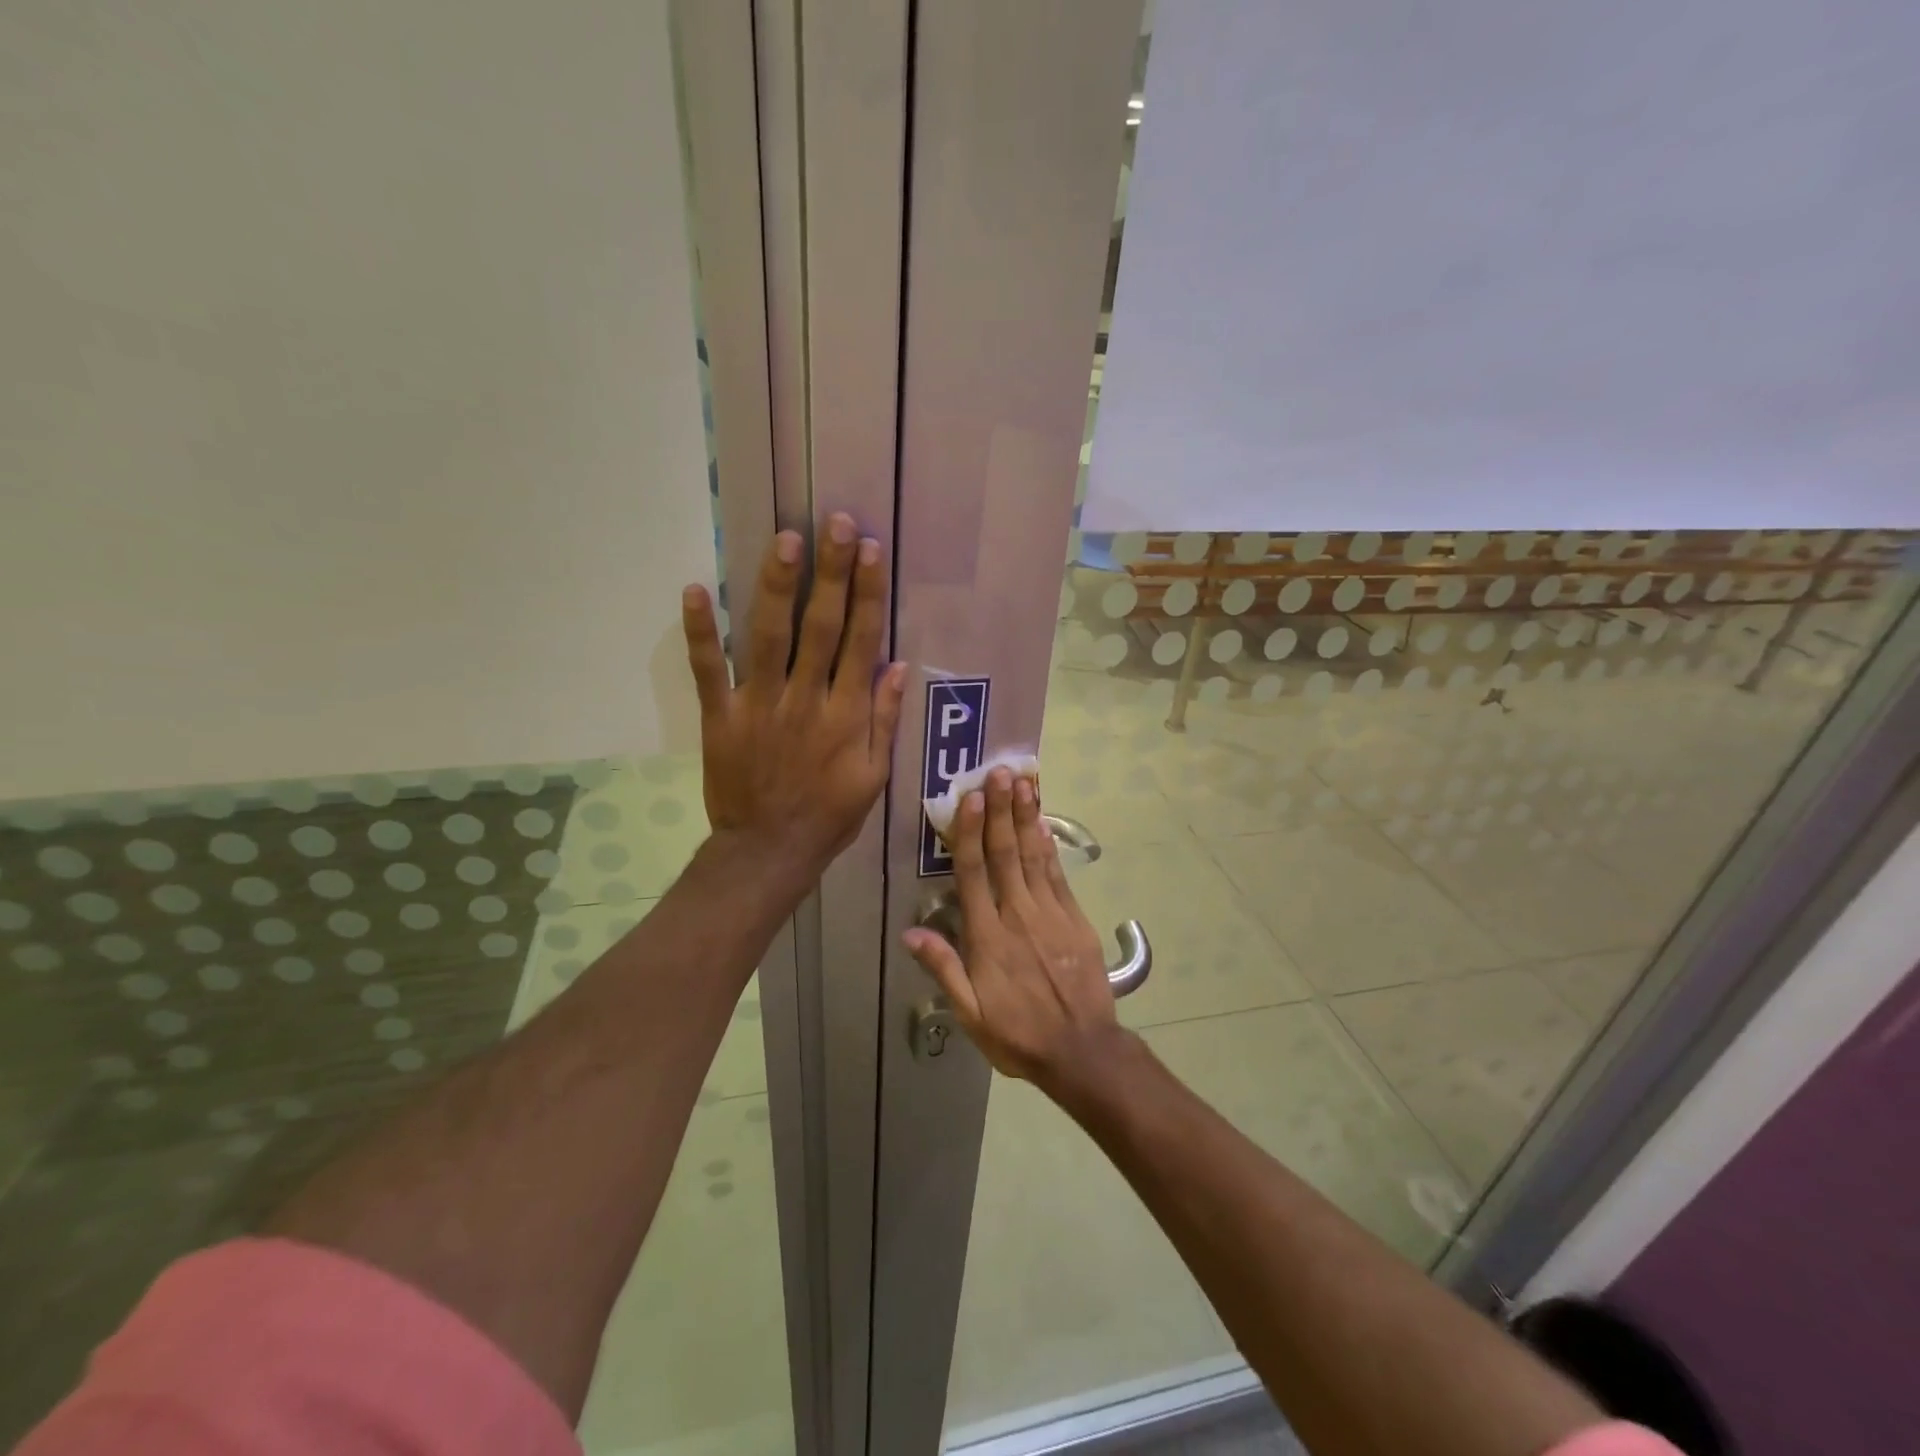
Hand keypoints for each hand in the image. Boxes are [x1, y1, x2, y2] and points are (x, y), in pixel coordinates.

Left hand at [682, 512, 906, 876]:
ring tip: (787, 540)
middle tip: (837, 523)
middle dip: (831, 573)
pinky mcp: (720, 718)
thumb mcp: (874, 776)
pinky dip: (700, 632)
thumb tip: (898, 666)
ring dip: (778, 587)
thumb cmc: (829, 815)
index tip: (871, 551)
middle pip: (820, 627)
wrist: (769, 852)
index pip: (860, 641)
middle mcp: (805, 700)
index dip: (866, 594)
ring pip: (769, 637)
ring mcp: (759, 706)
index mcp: (845, 714)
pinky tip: (695, 590)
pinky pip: (708, 671)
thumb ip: (883, 719)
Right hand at [902, 768, 1124, 1088]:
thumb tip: (910, 934)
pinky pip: (1059, 876)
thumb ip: (944, 970)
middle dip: (1001, 811)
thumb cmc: (1018, 1034)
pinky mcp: (1074, 919)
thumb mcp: (971, 1014)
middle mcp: (1017, 915)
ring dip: (1027, 817)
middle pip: (1005, 854)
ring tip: (1024, 783)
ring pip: (1034, 856)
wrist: (1082, 1051)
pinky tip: (1044, 824)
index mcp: (987, 936)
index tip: (970, 798)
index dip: (969, 833)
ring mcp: (1050, 914)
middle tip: (999, 772)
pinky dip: (1050, 847)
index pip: (973, 873)